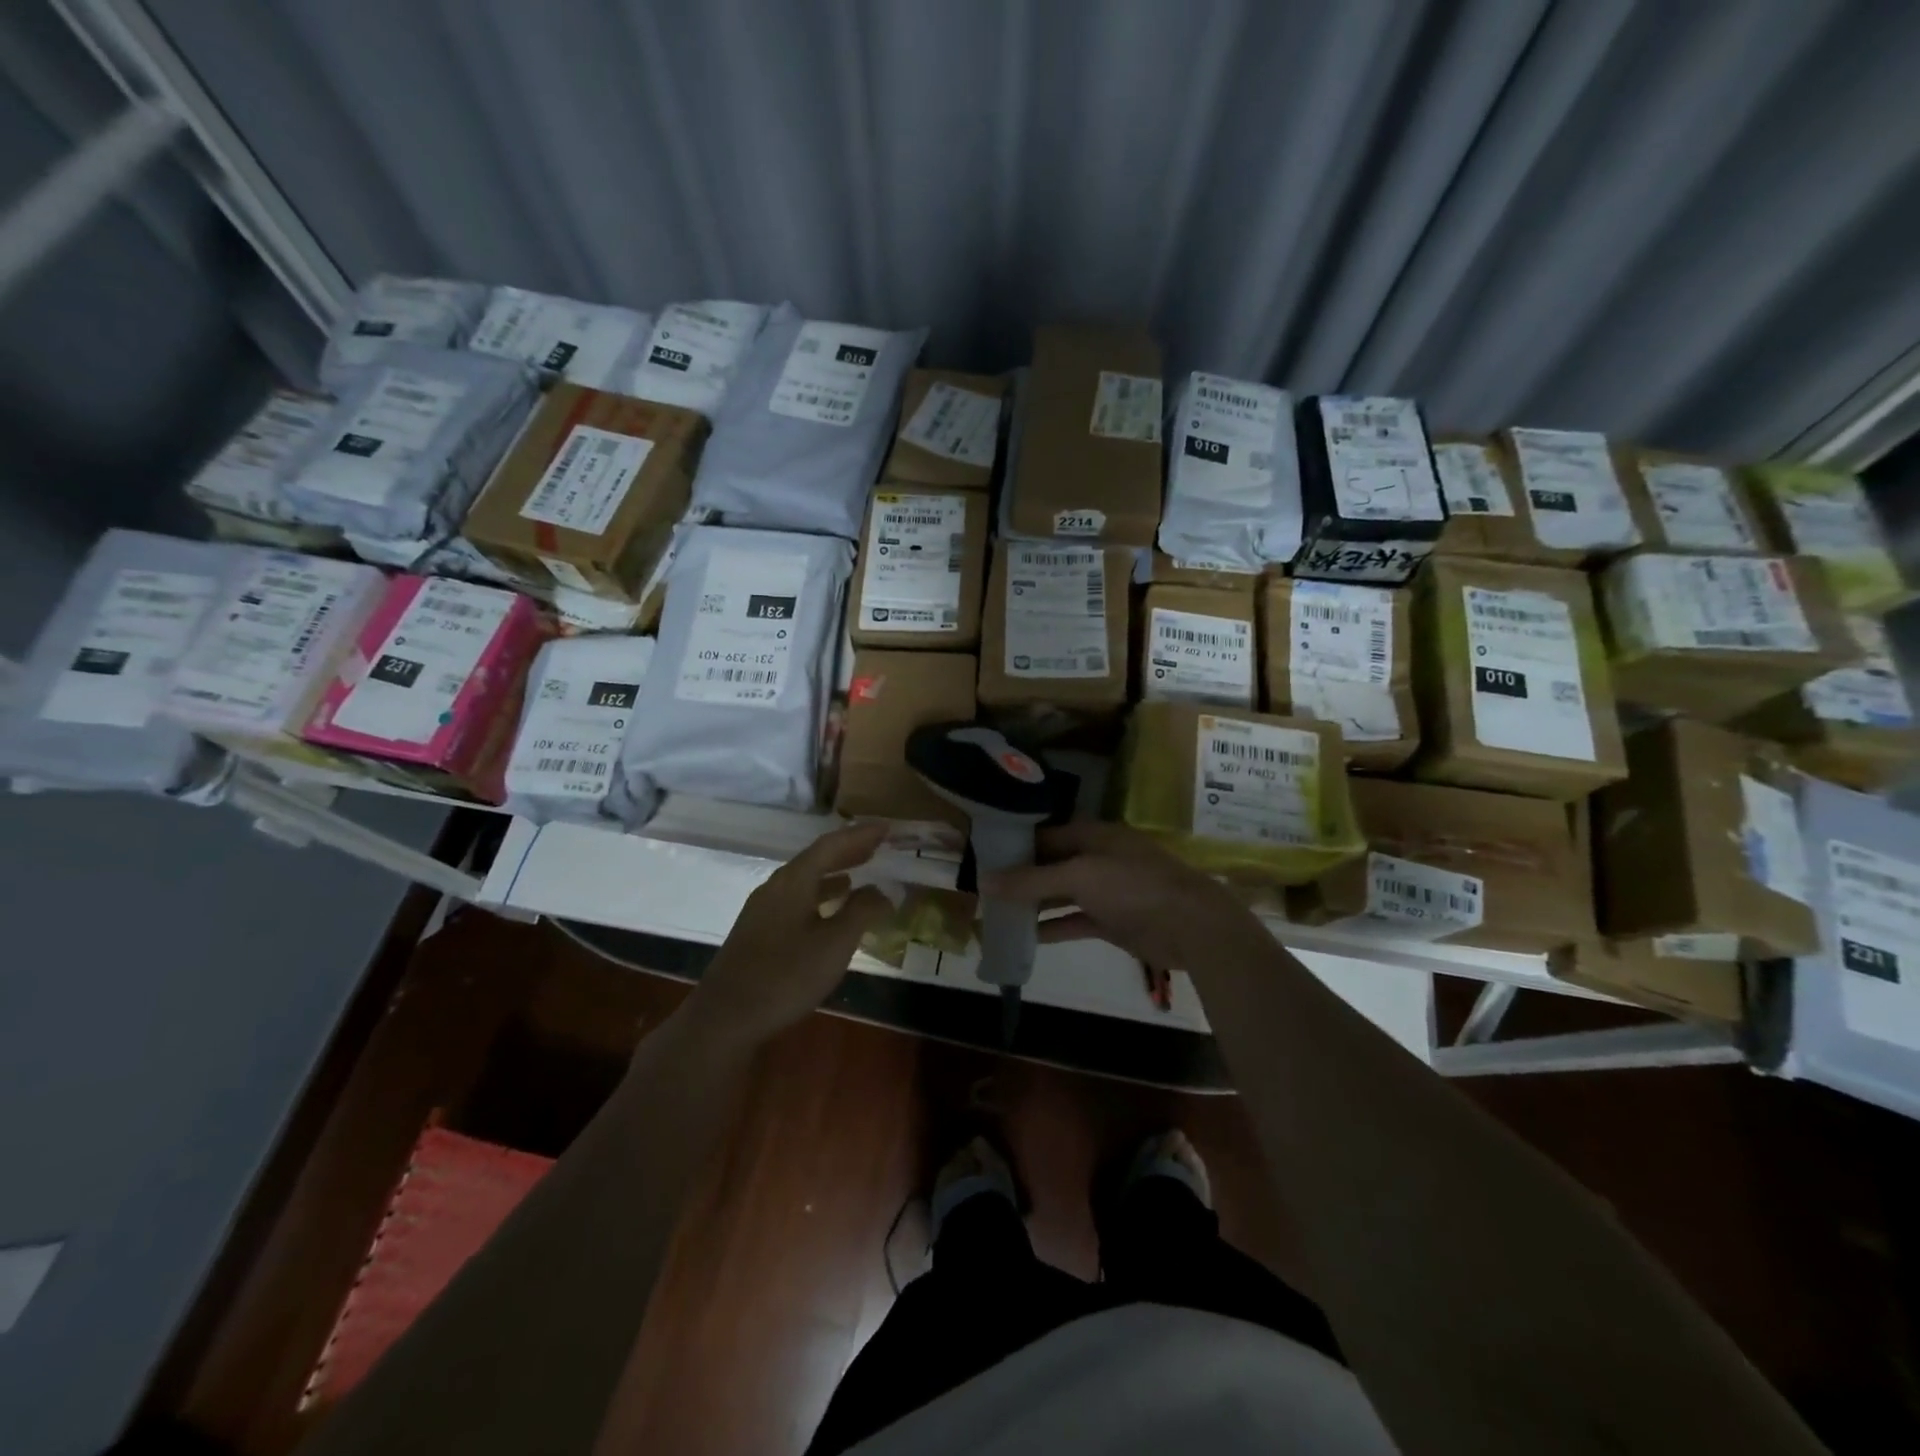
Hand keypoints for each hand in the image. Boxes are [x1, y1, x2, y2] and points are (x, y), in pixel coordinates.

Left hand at [689, 822, 894, 1045]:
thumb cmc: (786, 976)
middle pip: (815, 859)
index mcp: (793, 881)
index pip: (830, 845)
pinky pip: (796, 899)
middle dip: (847, 851)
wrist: (725, 1018)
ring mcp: (762, 910)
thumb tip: (881, 891)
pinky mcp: (758, 932)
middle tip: (878, 846)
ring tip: (859, 875)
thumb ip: (861, 912)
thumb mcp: (835, 944)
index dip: (860, 835)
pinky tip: (830, 912)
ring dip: (833, 874)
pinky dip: (819, 896)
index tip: (887, 828)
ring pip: (804, 880)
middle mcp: (775, 887)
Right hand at [979, 821, 1257, 971]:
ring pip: (1062, 894)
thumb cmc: (1133, 887)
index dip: (1016, 844)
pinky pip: (1074, 921)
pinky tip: (1025, 937)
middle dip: (1021, 876)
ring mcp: (1107, 891)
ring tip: (997, 912)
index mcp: (1094, 836)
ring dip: (1034, 903)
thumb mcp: (1079, 877)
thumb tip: (984, 881)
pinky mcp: (1112, 921)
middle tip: (983, 888)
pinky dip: (1053, 927)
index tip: (984, 856)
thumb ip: (1032, 879)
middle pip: (1052, 864)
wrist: (1191, 926)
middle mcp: (1098, 859)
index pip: (1046, 834)